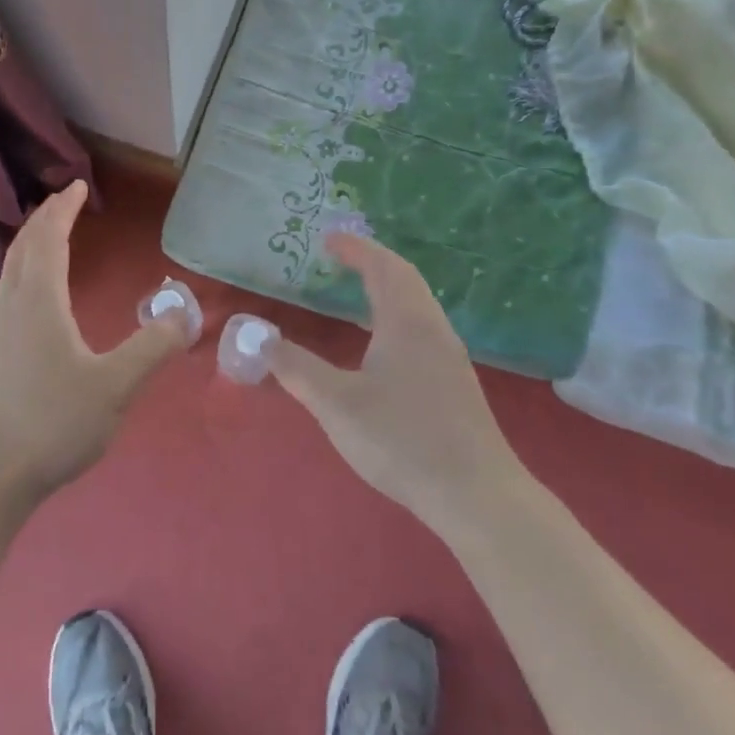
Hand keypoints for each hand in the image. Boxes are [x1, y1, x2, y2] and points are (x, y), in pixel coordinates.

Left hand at [0, 180, 189, 502]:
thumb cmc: (50, 423)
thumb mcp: (115, 387)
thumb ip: (153, 348)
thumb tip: (185, 313)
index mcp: (39, 302)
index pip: (49, 240)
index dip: (63, 210)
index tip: (77, 186)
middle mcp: (10, 307)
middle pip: (23, 249)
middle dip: (43, 219)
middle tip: (63, 201)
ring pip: (10, 273)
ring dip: (30, 247)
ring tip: (48, 242)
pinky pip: (6, 297)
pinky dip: (22, 276)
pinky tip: (32, 303)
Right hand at [270, 233, 519, 537]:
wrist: (476, 494)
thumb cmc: (402, 440)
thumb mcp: (337, 404)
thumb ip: (296, 368)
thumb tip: (258, 338)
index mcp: (407, 323)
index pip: (383, 267)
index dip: (355, 249)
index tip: (328, 240)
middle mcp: (433, 330)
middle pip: (406, 280)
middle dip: (372, 262)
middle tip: (341, 259)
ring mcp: (450, 357)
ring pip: (418, 306)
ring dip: (388, 290)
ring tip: (358, 295)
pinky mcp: (455, 384)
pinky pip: (422, 329)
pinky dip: (397, 316)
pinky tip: (382, 347)